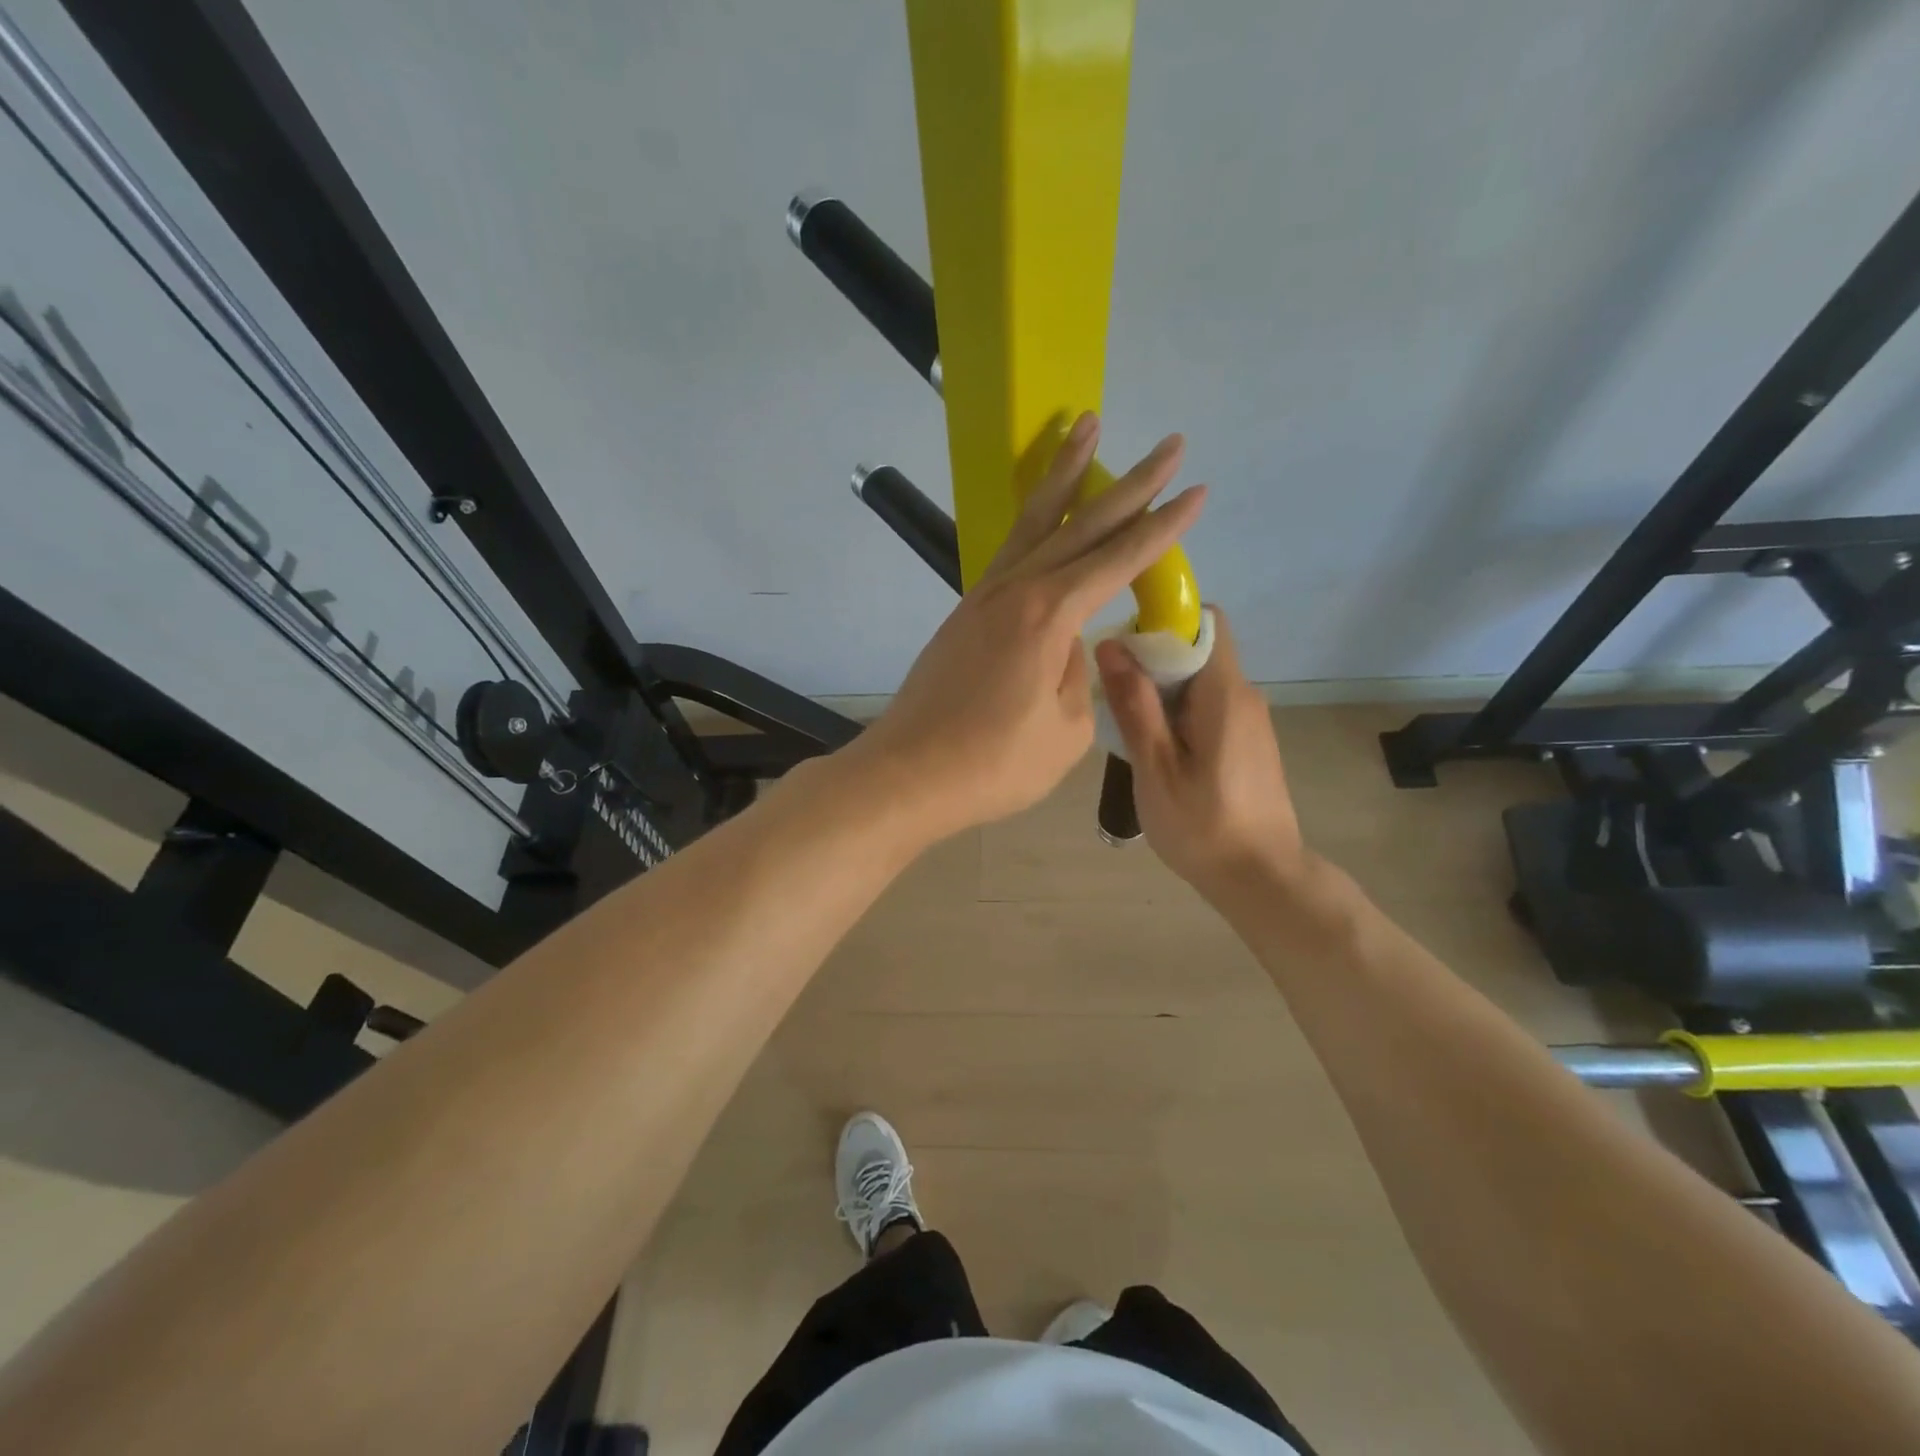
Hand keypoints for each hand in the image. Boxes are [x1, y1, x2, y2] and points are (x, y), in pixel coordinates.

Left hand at [856, 412, 1205, 840]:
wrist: (909, 774)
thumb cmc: (993, 765)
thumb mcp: (1065, 732)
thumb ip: (1077, 677)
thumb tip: (1068, 647)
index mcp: (1049, 616)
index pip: (1119, 560)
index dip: (1162, 527)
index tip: (1195, 491)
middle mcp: (1016, 591)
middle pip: (1081, 524)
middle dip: (1131, 483)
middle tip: (1170, 442)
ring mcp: (984, 597)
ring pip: (1034, 522)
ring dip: (1065, 476)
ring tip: (1086, 426)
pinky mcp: (965, 614)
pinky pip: (1009, 553)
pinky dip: (1033, 522)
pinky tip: (1044, 516)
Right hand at [1094, 609, 1307, 900]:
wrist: (1262, 879)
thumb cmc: (1204, 826)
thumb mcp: (1157, 768)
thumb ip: (1135, 705)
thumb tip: (1111, 645)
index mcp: (1225, 693)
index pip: (1204, 621)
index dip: (1164, 622)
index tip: (1125, 648)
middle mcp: (1244, 695)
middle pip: (1197, 650)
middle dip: (1152, 661)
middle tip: (1115, 698)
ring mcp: (1250, 720)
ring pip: (1199, 681)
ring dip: (1162, 692)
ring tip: (1129, 730)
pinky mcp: (1248, 742)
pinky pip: (1207, 707)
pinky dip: (1178, 715)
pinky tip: (1157, 753)